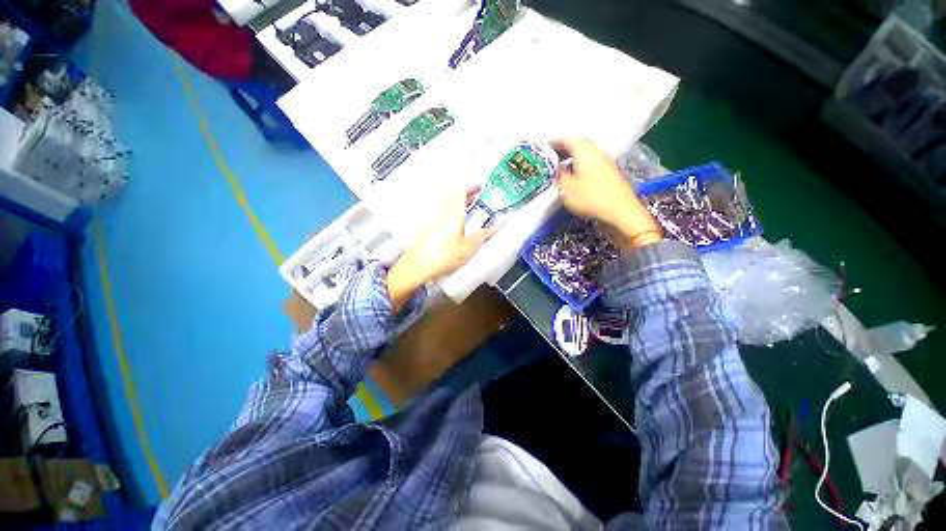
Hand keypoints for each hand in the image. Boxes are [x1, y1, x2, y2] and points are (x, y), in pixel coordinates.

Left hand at [387, 186, 494, 310]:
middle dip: (465, 192)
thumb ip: (480, 237)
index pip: (461, 191)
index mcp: (453, 213)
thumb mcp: (468, 248)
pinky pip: (441, 210)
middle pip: (452, 194)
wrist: (418, 265)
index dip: (471, 186)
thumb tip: (490, 230)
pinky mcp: (427, 225)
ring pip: (446, 202)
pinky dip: (450, 209)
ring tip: (467, 207)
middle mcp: (442, 212)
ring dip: (457, 200)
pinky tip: (455, 221)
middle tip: (476, 196)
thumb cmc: (443, 256)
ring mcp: (433, 217)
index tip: (480, 187)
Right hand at [552, 138, 661, 248]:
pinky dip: (581, 165)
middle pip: (578, 145)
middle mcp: (596, 151)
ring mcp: (606, 161)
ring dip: (573, 158)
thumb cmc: (589, 197)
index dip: (554, 143)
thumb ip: (560, 174)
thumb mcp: (565, 187)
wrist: (619, 211)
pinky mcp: (610, 173)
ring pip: (586, 154)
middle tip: (552, 156)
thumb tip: (559, 166)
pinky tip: (576, 175)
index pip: (566, 140)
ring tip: (562, 166)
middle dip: (564, 149)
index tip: (544, 148)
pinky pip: (592, 163)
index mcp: (584, 150)